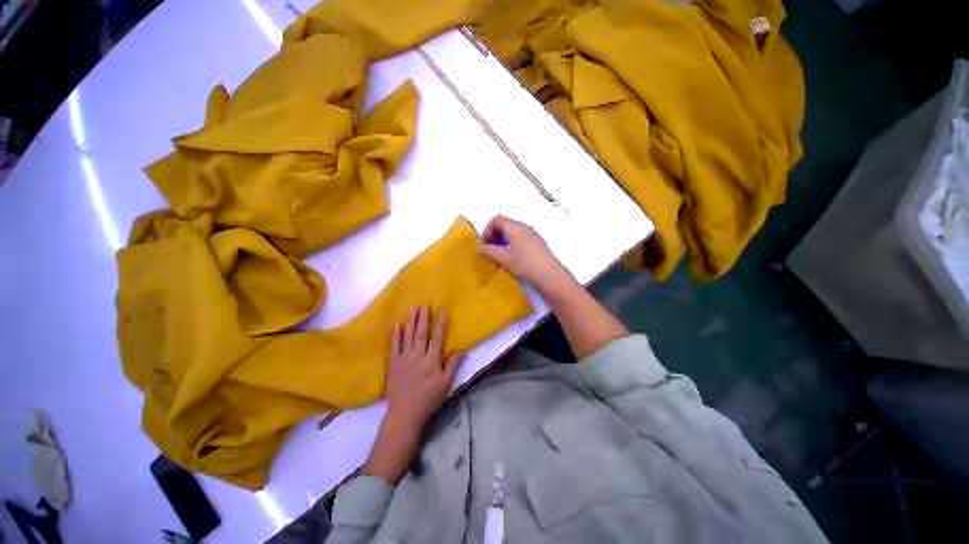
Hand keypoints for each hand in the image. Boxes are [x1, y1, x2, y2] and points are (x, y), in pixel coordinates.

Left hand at [386, 306, 462, 431]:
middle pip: (421, 334)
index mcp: (432, 361)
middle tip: (424, 305)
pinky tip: (397, 325)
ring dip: (410, 322)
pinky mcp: (393, 364)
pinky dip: (395, 335)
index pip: (438, 339)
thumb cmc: (429, 398)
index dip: (441, 325)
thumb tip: (461, 351)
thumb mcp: (446, 384)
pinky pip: (394, 346)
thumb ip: (452, 366)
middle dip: (423, 318)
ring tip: (412, 309)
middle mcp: (418, 356)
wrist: (405, 413)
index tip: (442, 313)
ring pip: (408, 337)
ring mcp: (404, 359)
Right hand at [477, 215, 575, 295]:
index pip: (497, 219)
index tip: (485, 244)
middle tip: (490, 251)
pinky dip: (512, 245)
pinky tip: (513, 259)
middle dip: (494, 236)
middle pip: (505, 225)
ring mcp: (533, 235)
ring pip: (513, 233)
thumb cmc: (524, 264)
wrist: (549, 275)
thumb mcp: (503, 258)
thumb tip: (478, 249)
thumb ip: (489, 252)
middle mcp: (525, 227)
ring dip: (503, 242)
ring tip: (500, 257)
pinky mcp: (538, 244)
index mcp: (516, 227)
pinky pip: (520, 239)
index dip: (487, 230)